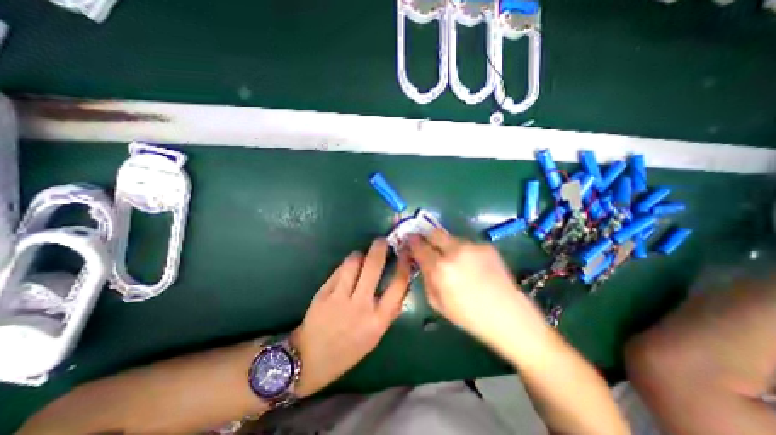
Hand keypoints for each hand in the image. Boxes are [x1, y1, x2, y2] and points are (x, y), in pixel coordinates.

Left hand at [291, 238, 410, 397]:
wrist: (311, 359)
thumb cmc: (349, 349)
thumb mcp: (376, 334)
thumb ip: (388, 310)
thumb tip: (399, 285)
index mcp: (378, 319)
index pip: (398, 285)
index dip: (404, 264)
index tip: (405, 252)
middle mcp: (361, 305)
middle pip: (373, 266)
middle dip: (379, 247)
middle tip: (381, 241)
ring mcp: (340, 298)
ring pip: (353, 262)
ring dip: (359, 254)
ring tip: (361, 256)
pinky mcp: (324, 292)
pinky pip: (339, 270)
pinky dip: (346, 265)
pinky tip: (347, 270)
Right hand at [409, 231, 546, 350]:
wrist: (509, 316)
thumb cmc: (469, 316)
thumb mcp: (437, 302)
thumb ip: (426, 277)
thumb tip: (421, 261)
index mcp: (440, 268)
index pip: (419, 246)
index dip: (412, 243)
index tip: (409, 242)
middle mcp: (455, 251)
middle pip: (434, 232)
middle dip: (426, 236)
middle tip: (426, 245)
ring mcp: (472, 246)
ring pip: (450, 237)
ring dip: (445, 245)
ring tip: (452, 259)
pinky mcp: (486, 245)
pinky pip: (466, 244)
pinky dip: (461, 250)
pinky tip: (470, 264)